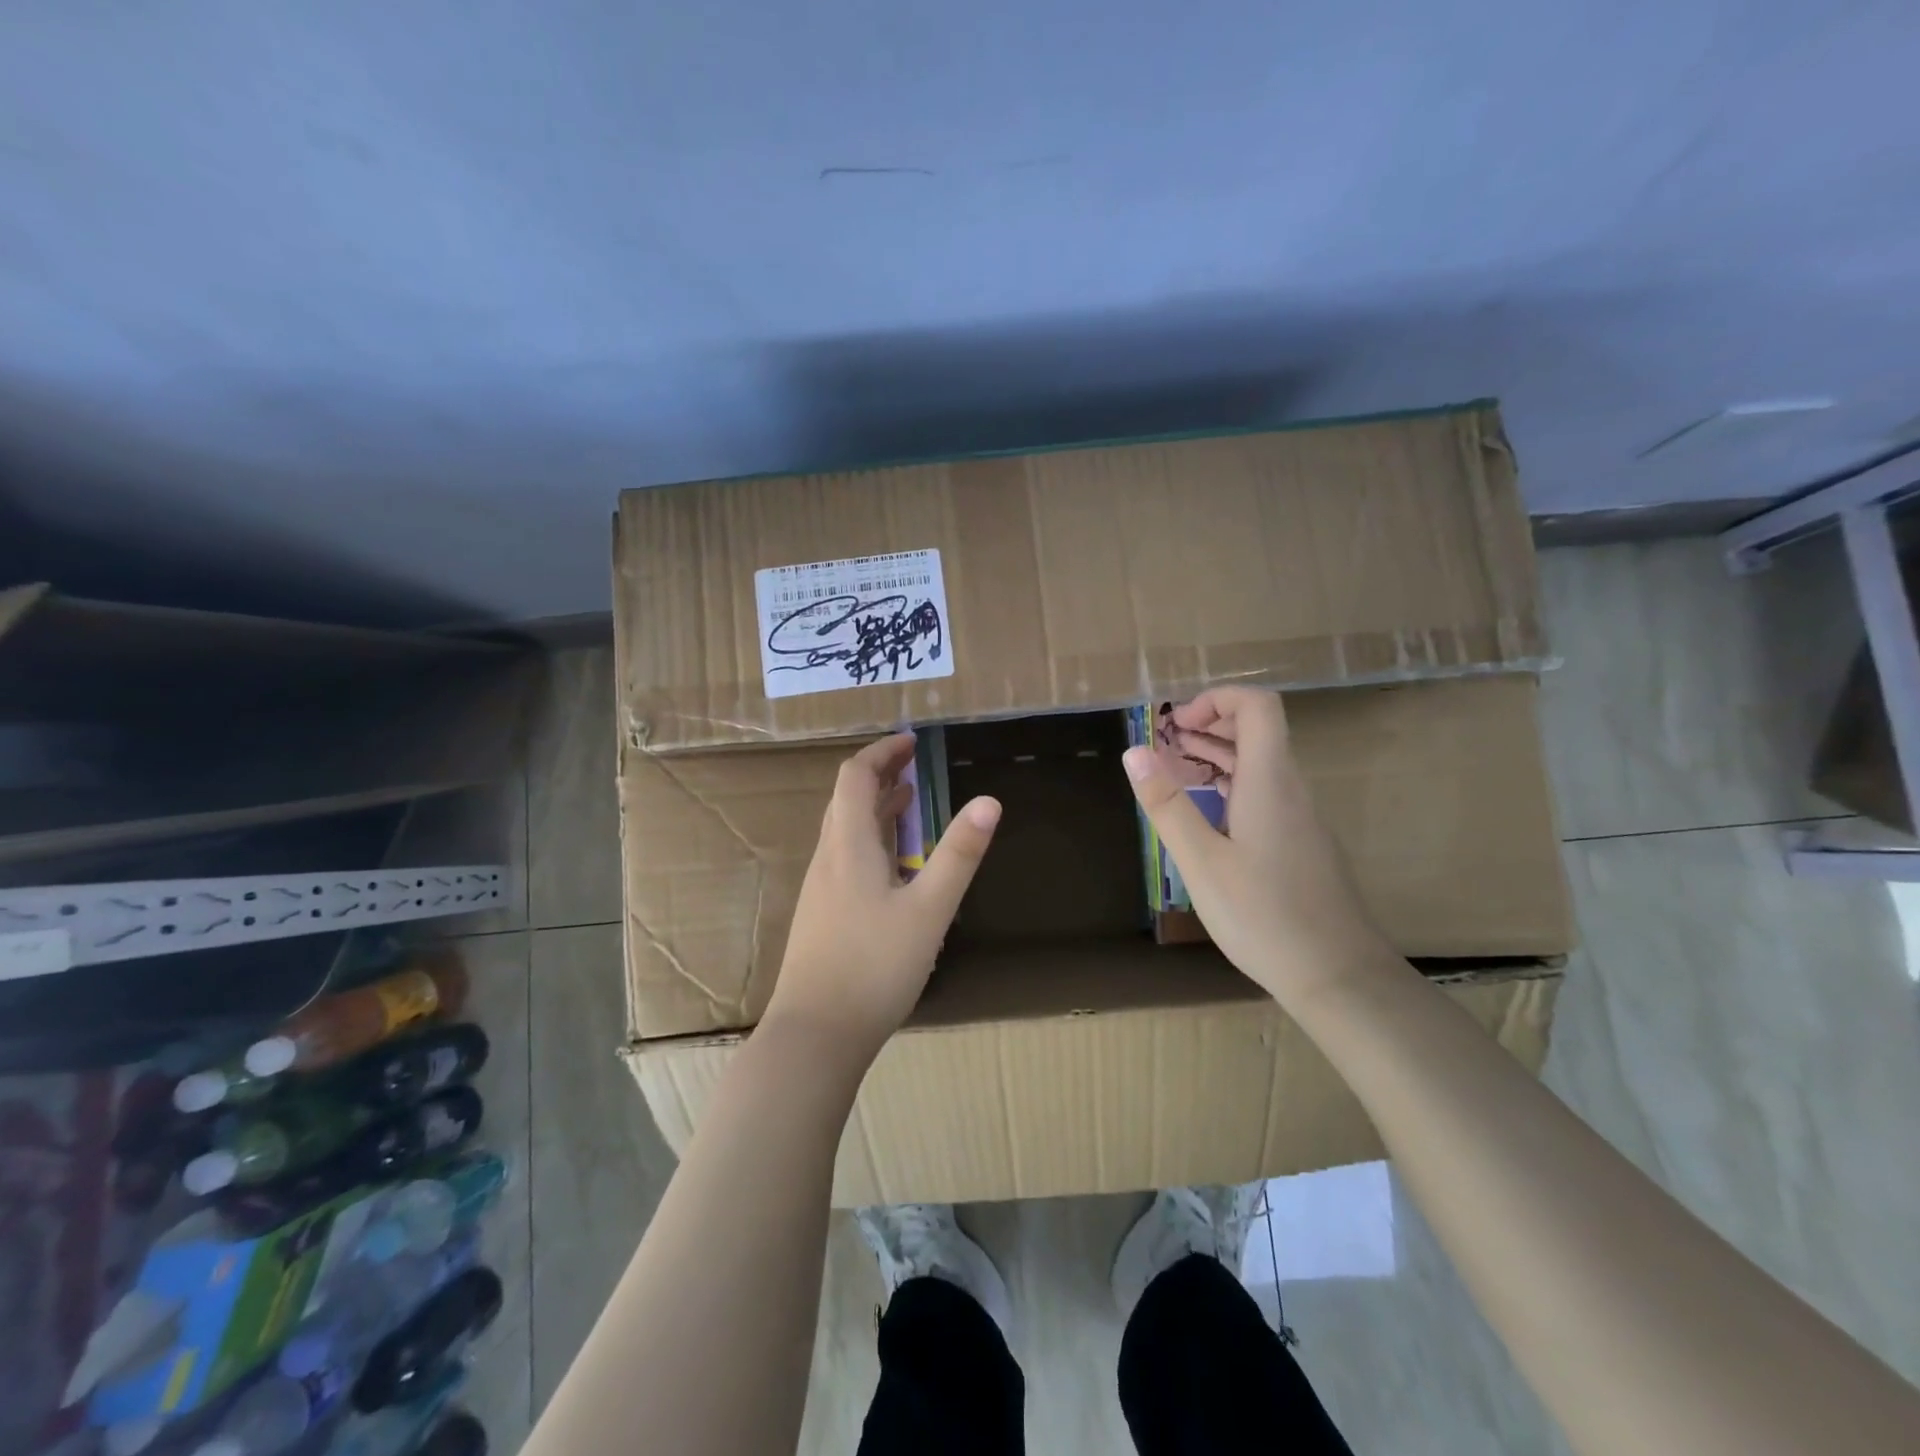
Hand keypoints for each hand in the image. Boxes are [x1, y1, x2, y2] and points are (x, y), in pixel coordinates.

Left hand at [767, 733, 1001, 1057]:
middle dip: (880, 773)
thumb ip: (959, 854)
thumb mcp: (930, 910)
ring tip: (909, 801)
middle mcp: (828, 858)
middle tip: (915, 764)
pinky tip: (894, 864)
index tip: (912, 741)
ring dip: (875, 807)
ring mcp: (821, 888)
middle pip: (847, 798)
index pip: (855, 777)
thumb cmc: (875, 968)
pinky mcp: (822, 914)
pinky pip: (846, 857)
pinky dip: (871, 839)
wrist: (815, 1035)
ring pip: (845, 829)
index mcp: (848, 846)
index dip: (882, 752)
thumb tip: (989, 800)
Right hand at [1123, 687, 1387, 1005]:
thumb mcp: (1201, 861)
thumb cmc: (1264, 916)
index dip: (1216, 700)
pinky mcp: (1300, 842)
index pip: (1257, 706)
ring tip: (1172, 772)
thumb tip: (1135, 751)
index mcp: (1269, 781)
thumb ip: (1167, 803)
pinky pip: (1264, 793)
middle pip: (1256, 730)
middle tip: (1162, 747)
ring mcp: (1300, 817)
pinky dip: (1229, 786)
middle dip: (1206, 726)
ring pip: (1259, 764)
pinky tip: (1203, 815)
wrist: (1338, 976)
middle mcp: (1290, 789)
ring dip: (1215, 757)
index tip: (1176, 725)